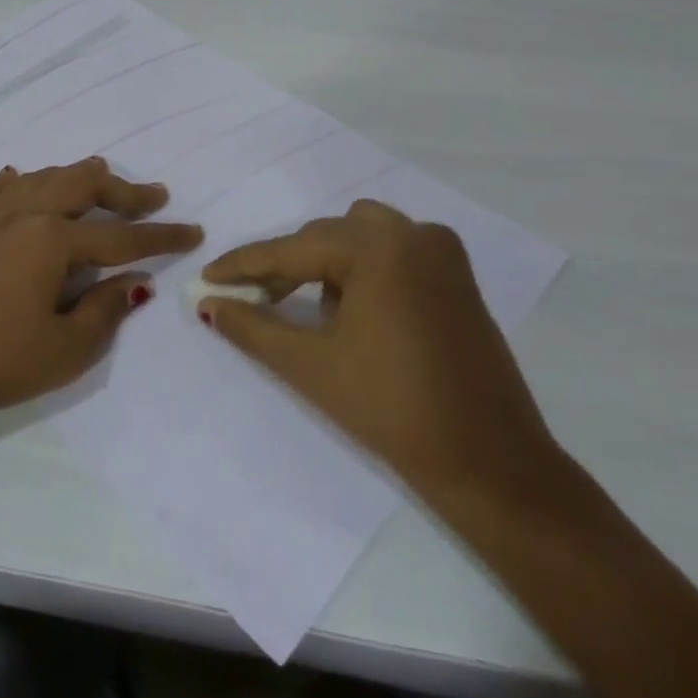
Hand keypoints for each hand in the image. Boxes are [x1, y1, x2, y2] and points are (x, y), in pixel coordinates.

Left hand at [0, 159, 203, 428]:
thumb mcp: (67, 348)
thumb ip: (107, 308)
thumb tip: (134, 282)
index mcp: (51, 241)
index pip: (119, 237)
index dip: (160, 236)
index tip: (193, 231)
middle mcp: (21, 216)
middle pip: (80, 186)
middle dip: (121, 191)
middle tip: (151, 197)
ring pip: (38, 180)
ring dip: (73, 177)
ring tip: (97, 176)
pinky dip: (13, 183)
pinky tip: (18, 178)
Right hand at [198, 199, 555, 506]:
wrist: (490, 463)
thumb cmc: (392, 410)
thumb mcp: (309, 365)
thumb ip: (250, 326)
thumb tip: (207, 303)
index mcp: (378, 248)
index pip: (292, 249)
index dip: (243, 265)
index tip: (207, 277)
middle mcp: (412, 234)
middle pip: (324, 237)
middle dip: (284, 266)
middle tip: (251, 300)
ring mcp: (441, 251)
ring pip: (357, 235)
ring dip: (324, 262)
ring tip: (305, 307)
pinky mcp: (456, 275)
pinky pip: (392, 249)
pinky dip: (362, 266)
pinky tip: (353, 308)